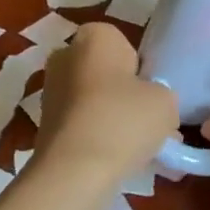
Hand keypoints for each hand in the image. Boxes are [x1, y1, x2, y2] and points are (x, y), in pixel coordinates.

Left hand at [35, 23, 176, 181]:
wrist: (74, 172)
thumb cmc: (123, 120)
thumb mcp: (166, 102)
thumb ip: (162, 94)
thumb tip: (152, 104)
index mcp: (94, 37)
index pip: (123, 43)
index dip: (140, 67)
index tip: (150, 92)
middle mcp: (65, 56)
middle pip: (105, 72)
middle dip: (124, 93)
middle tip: (148, 120)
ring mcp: (50, 91)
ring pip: (94, 100)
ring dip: (113, 118)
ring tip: (139, 148)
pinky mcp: (44, 125)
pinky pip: (82, 124)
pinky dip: (98, 137)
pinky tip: (118, 160)